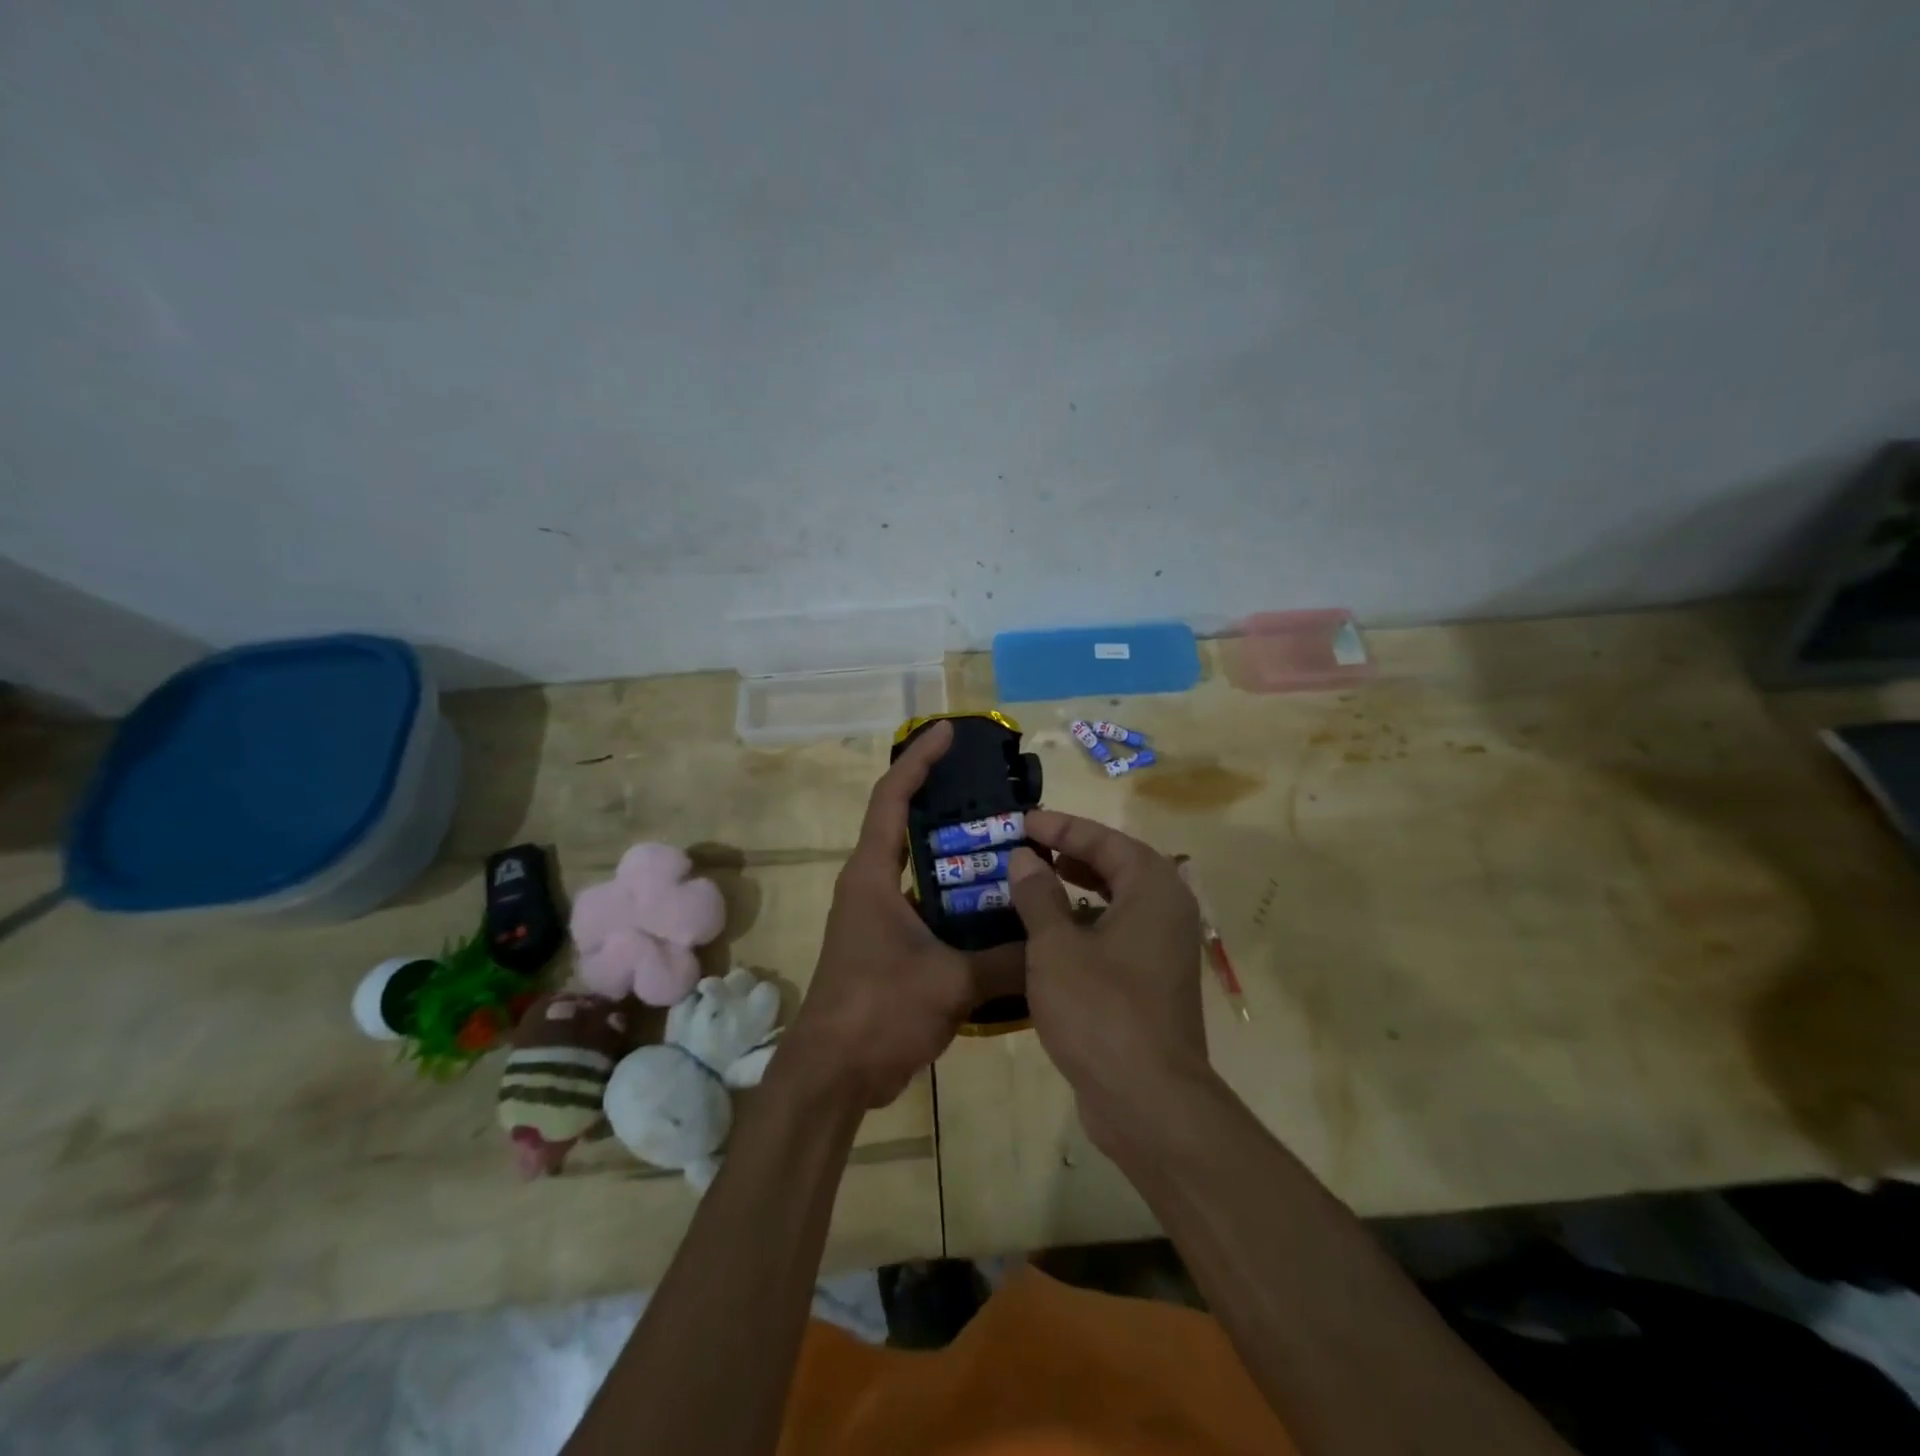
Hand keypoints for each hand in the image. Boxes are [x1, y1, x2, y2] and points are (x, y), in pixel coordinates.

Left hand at [781, 720, 1022, 1109]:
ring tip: (1008, 843)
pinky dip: (958, 899)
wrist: (833, 1076)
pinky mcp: (889, 946)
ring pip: (921, 869)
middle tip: (996, 792)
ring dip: (957, 856)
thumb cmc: (878, 1011)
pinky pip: (928, 906)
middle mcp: (871, 886)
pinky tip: (998, 907)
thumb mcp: (950, 982)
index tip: (947, 732)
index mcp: (872, 875)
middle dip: (946, 803)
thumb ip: (1006, 960)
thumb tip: (1055, 946)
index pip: (892, 798)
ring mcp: (878, 917)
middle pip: (907, 825)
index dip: (919, 760)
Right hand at [1005, 812, 1207, 1144]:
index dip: (1060, 827)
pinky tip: (1046, 935)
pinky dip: (1083, 924)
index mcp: (1152, 888)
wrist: (1149, 1100)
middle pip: (1115, 865)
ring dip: (1074, 889)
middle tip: (1026, 846)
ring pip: (1114, 902)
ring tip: (1031, 882)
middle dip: (1069, 853)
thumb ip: (1038, 895)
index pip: (1103, 839)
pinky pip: (1114, 934)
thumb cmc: (1101, 1010)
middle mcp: (1166, 910)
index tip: (1022, 821)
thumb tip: (1025, 858)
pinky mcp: (1152, 981)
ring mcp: (1162, 948)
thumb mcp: (1056, 947)